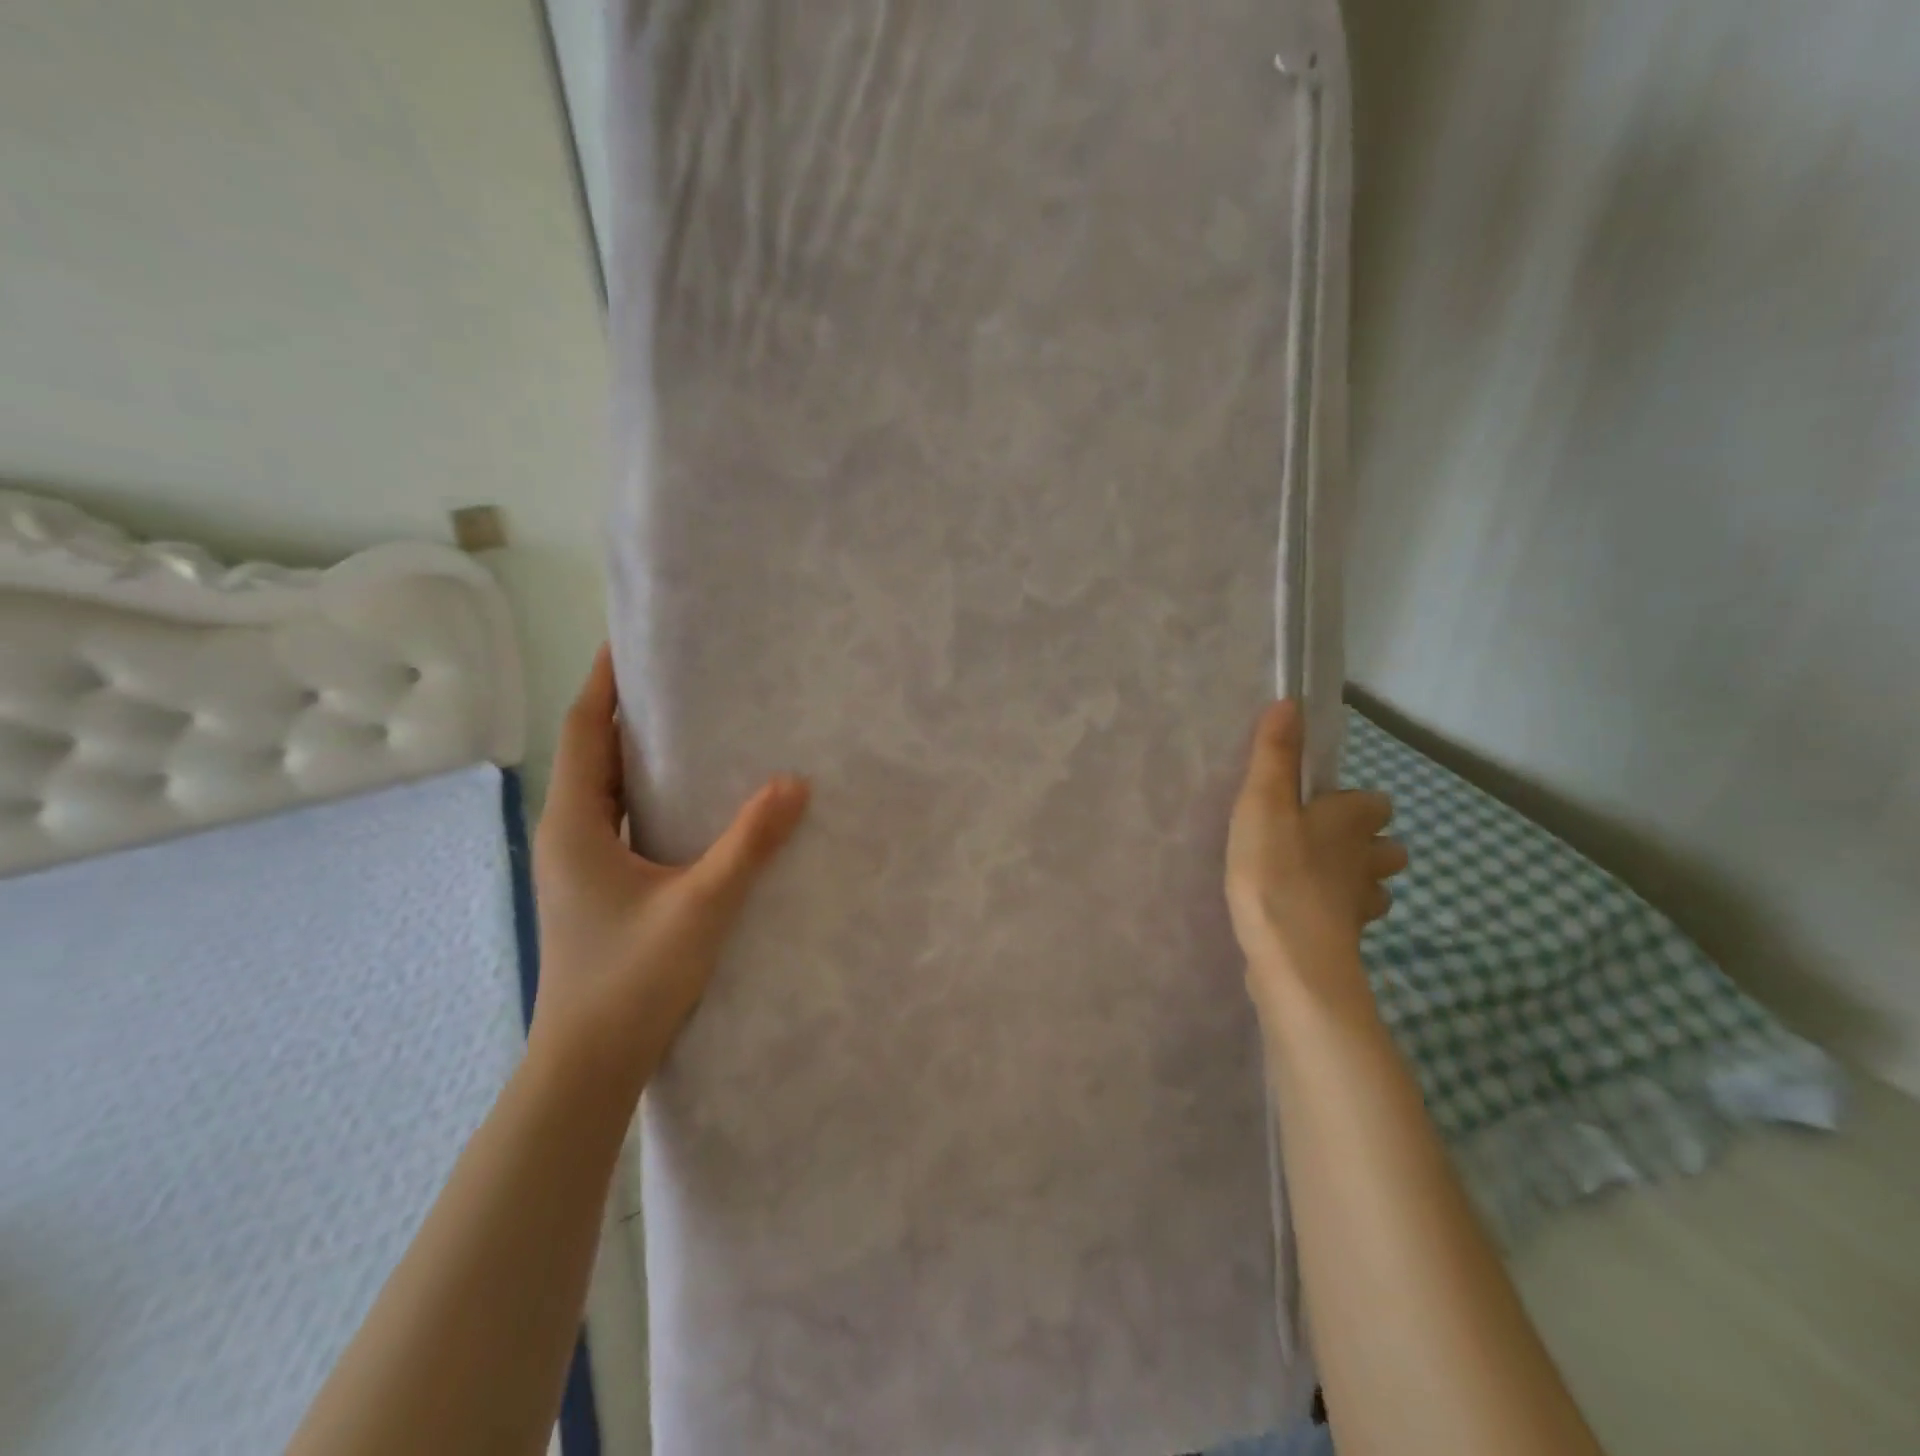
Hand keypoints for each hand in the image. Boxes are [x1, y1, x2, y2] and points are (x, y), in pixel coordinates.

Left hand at [530, 646, 809, 1084]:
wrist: (589, 1064)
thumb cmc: (633, 979)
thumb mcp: (702, 905)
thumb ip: (750, 842)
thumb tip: (796, 783)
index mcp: (576, 824)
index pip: (586, 730)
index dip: (604, 681)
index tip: (630, 639)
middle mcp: (569, 834)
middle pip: (595, 753)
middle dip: (631, 710)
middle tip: (684, 676)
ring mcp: (580, 865)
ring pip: (609, 789)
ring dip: (641, 754)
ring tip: (695, 725)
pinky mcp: (599, 888)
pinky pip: (623, 820)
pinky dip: (650, 794)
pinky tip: (694, 799)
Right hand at [1226, 701, 1405, 1021]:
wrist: (1292, 955)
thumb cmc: (1276, 869)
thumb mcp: (1264, 803)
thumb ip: (1275, 755)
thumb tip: (1291, 702)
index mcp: (1352, 820)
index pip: (1375, 802)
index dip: (1353, 803)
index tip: (1317, 806)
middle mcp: (1368, 858)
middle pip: (1385, 845)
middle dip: (1364, 843)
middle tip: (1317, 843)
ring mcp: (1362, 903)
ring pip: (1373, 884)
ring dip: (1354, 880)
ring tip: (1313, 879)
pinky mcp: (1347, 939)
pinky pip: (1350, 918)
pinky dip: (1336, 914)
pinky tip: (1306, 915)